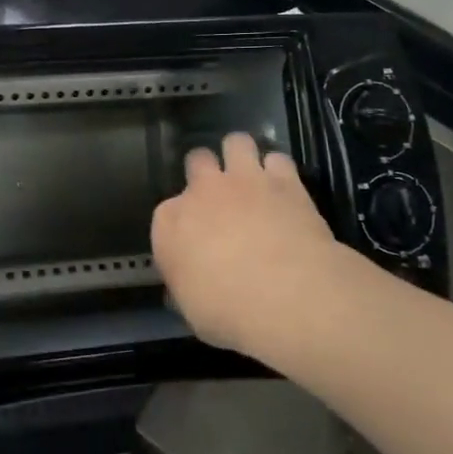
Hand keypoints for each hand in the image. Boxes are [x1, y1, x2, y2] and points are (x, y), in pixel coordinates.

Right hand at [152, 134, 369, 358]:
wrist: (286, 294)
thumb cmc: (228, 311)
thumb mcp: (194, 311)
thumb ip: (187, 288)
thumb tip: (189, 287)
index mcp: (170, 222)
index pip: (166, 211)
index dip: (182, 222)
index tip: (194, 239)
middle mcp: (202, 191)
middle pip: (198, 160)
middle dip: (206, 171)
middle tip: (221, 194)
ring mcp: (244, 180)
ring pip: (236, 142)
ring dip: (241, 155)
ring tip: (251, 174)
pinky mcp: (284, 180)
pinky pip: (278, 159)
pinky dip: (279, 170)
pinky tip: (283, 186)